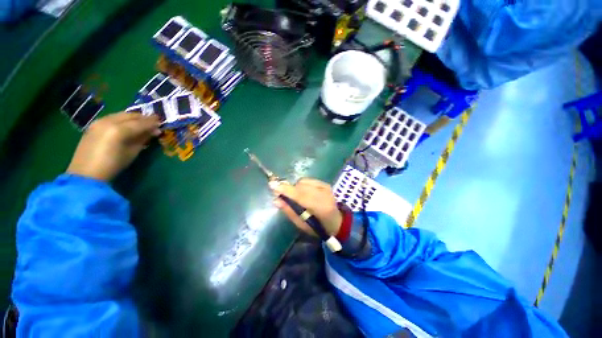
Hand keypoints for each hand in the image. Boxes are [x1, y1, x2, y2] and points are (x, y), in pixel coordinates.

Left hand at [67, 112, 160, 180]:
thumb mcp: (132, 153)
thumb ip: (143, 139)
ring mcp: (99, 122)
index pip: (140, 123)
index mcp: (119, 130)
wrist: (86, 174)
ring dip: (133, 118)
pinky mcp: (94, 125)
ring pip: (120, 115)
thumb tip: (154, 131)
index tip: (161, 122)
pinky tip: (128, 124)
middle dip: (143, 118)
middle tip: (154, 121)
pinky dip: (122, 119)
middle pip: (130, 116)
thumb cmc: (113, 165)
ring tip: (142, 122)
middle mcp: (108, 122)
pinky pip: (112, 118)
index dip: (152, 122)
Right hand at [272, 178, 341, 236]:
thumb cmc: (318, 227)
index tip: (272, 185)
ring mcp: (326, 187)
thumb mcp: (302, 225)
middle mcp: (324, 194)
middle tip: (280, 195)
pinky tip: (304, 193)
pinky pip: (307, 180)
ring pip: (303, 182)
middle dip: (289, 189)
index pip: (301, 196)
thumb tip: (276, 200)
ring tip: (297, 197)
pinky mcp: (325, 183)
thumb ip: (290, 211)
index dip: (286, 190)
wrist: (336, 221)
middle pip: (301, 186)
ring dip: (296, 188)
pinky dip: (302, 185)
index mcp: (321, 208)